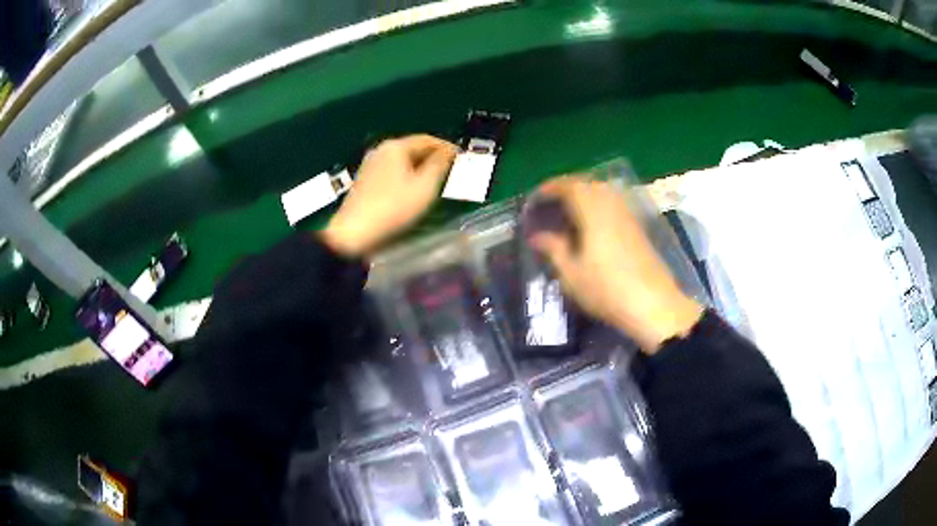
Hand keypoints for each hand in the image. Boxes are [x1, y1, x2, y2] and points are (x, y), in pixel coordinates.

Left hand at [322, 135, 458, 257]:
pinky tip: (414, 187)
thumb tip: (448, 152)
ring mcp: (370, 164)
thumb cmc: (394, 207)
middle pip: (413, 147)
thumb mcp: (425, 186)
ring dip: (420, 166)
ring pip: (402, 159)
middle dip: (433, 156)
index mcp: (396, 147)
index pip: (427, 139)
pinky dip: (407, 174)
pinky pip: (392, 170)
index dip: (446, 146)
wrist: (354, 232)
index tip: (461, 156)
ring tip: (436, 178)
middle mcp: (381, 150)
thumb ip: (439, 165)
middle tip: (452, 167)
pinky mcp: (365, 179)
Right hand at [529, 176, 702, 352]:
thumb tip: (537, 236)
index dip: (550, 188)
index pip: (569, 186)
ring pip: (603, 193)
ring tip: (568, 213)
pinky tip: (591, 226)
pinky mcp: (638, 228)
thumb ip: (553, 249)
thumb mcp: (572, 273)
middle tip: (550, 203)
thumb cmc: (606, 289)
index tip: (535, 198)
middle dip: (567, 189)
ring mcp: (628, 215)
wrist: (653, 305)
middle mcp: (612, 205)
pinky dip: (598, 206)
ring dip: (584, 196)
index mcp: (592, 211)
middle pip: (588, 184)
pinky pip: (613, 204)